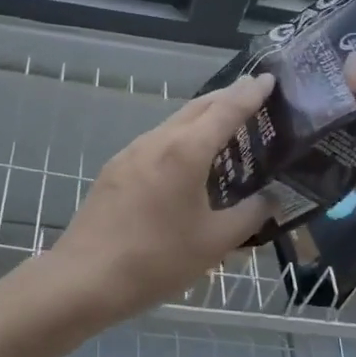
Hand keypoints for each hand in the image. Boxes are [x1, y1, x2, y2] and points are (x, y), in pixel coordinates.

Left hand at [51, 73, 276, 321]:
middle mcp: (157, 140)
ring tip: (225, 131)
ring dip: (201, 119)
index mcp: (186, 151)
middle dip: (227, 98)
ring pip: (174, 124)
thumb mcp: (214, 243)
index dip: (250, 93)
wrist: (84, 277)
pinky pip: (156, 143)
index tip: (269, 78)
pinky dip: (180, 140)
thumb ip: (249, 216)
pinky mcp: (115, 169)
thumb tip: (271, 199)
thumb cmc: (156, 259)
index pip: (226, 109)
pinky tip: (186, 163)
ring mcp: (131, 152)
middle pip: (198, 107)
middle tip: (253, 98)